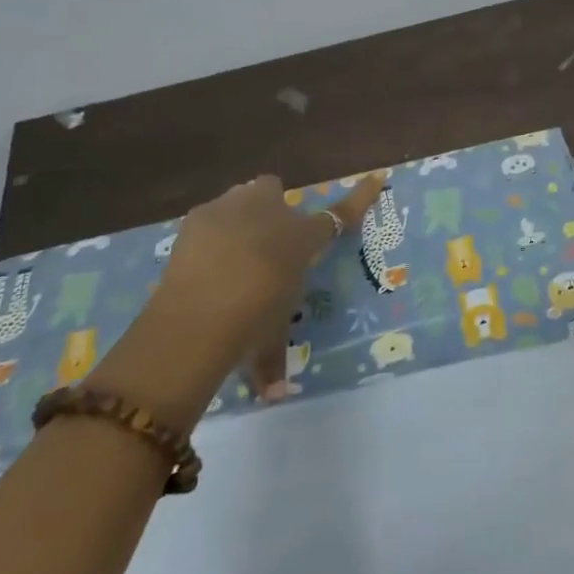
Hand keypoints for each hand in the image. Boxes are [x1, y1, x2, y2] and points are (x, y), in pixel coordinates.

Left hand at [86, 173, 386, 425]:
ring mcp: (232, 210)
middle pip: (274, 191)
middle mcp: (271, 213)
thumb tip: (274, 396)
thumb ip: (273, 362)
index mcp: (301, 239)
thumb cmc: (251, 322)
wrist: (196, 316)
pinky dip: (210, 232)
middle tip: (264, 239)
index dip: (361, 197)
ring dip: (241, 214)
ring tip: (230, 249)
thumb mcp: (269, 340)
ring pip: (241, 196)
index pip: (339, 216)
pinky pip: (211, 216)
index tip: (377, 178)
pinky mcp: (197, 218)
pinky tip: (202, 258)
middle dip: (271, 207)